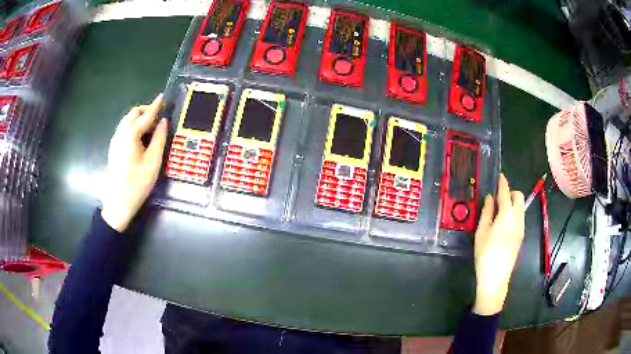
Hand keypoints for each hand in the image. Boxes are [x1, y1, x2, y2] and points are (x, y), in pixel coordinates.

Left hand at [101, 94, 167, 231]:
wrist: (117, 203)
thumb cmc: (137, 184)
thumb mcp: (153, 162)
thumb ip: (159, 139)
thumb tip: (163, 122)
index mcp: (131, 135)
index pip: (146, 115)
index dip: (155, 106)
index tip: (163, 97)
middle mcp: (121, 133)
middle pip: (133, 113)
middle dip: (146, 110)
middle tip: (159, 115)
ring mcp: (115, 140)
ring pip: (127, 120)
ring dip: (139, 118)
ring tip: (151, 125)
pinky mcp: (114, 148)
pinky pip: (124, 129)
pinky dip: (133, 126)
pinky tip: (140, 136)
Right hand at [473, 173, 524, 315]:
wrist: (495, 278)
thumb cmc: (485, 254)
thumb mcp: (481, 233)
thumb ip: (487, 212)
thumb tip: (490, 197)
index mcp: (506, 216)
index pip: (506, 193)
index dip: (503, 183)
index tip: (500, 176)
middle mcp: (518, 219)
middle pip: (519, 197)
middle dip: (510, 192)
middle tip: (498, 197)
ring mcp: (521, 228)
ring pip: (521, 207)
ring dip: (513, 203)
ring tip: (499, 211)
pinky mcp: (521, 236)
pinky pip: (520, 217)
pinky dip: (514, 212)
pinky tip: (503, 223)